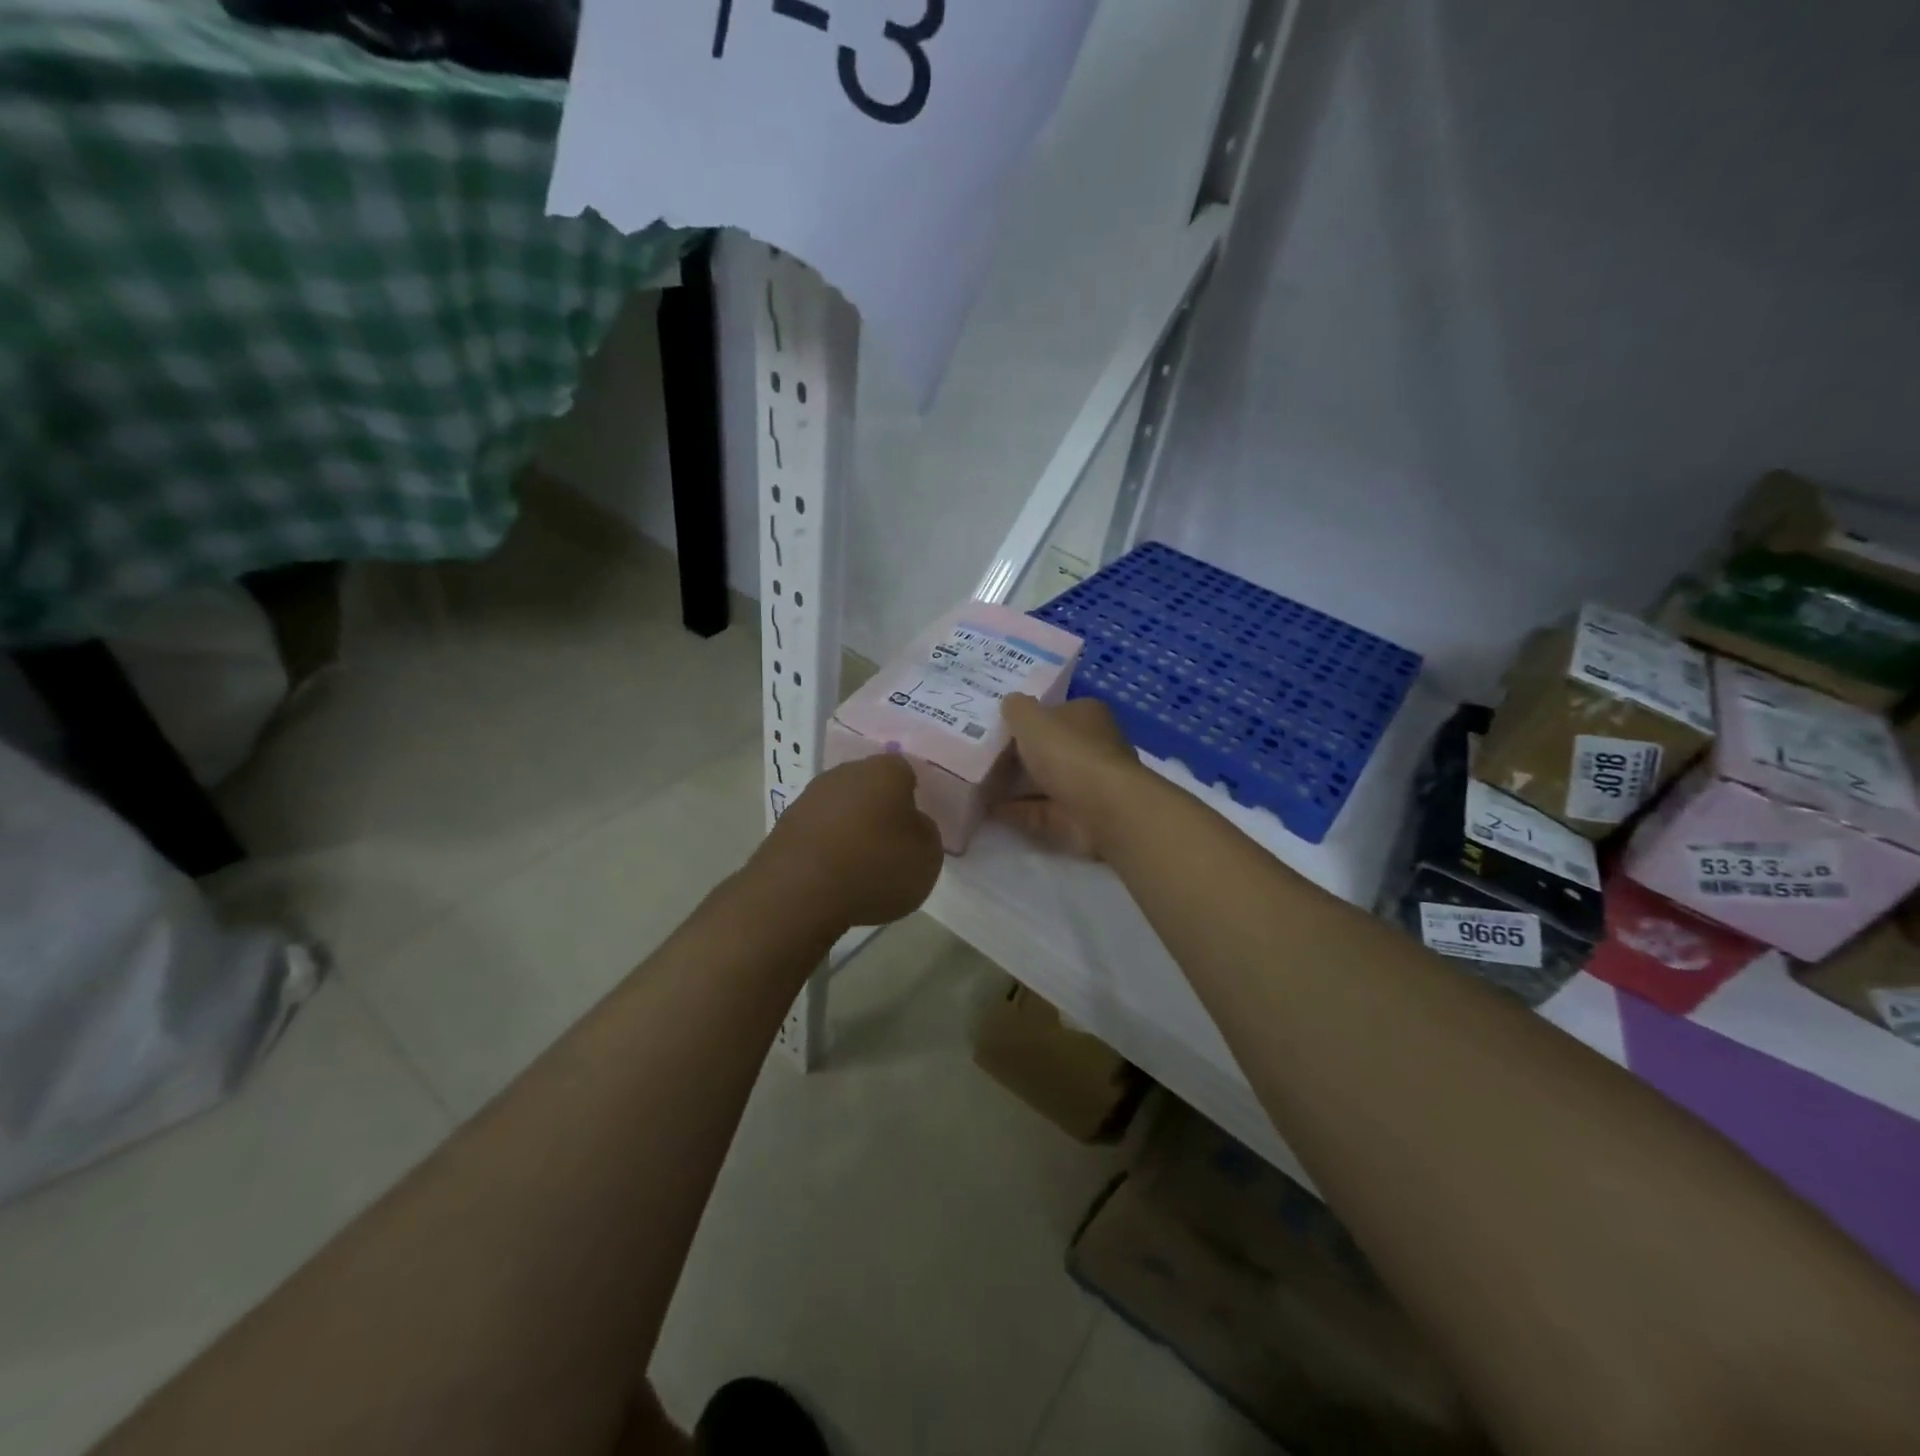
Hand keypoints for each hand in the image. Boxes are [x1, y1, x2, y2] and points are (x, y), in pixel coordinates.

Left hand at [751, 755, 943, 928]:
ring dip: (850, 830)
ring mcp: (809, 798)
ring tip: (861, 869)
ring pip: (840, 809)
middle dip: (880, 811)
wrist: (800, 892)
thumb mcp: (928, 856)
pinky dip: (826, 850)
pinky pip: (817, 834)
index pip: (906, 772)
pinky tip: (833, 878)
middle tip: (891, 846)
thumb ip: (924, 833)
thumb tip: (911, 826)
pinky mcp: (783, 826)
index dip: (914, 798)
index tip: (916, 827)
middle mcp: (845, 773)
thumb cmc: (876, 866)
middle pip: (870, 787)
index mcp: (885, 770)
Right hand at [995, 695, 1140, 858]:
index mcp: (1087, 716)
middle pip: (1050, 748)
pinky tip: (988, 809)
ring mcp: (1087, 785)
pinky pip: (1040, 810)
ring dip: (1015, 785)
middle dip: (1019, 754)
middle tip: (982, 755)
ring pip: (1045, 781)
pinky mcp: (1078, 817)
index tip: (999, 726)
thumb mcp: (1031, 718)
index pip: (1057, 712)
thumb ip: (1016, 708)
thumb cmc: (1067, 752)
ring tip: (978, 783)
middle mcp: (1091, 747)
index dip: (1029, 718)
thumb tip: (1010, 703)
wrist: (1100, 808)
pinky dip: (1017, 810)